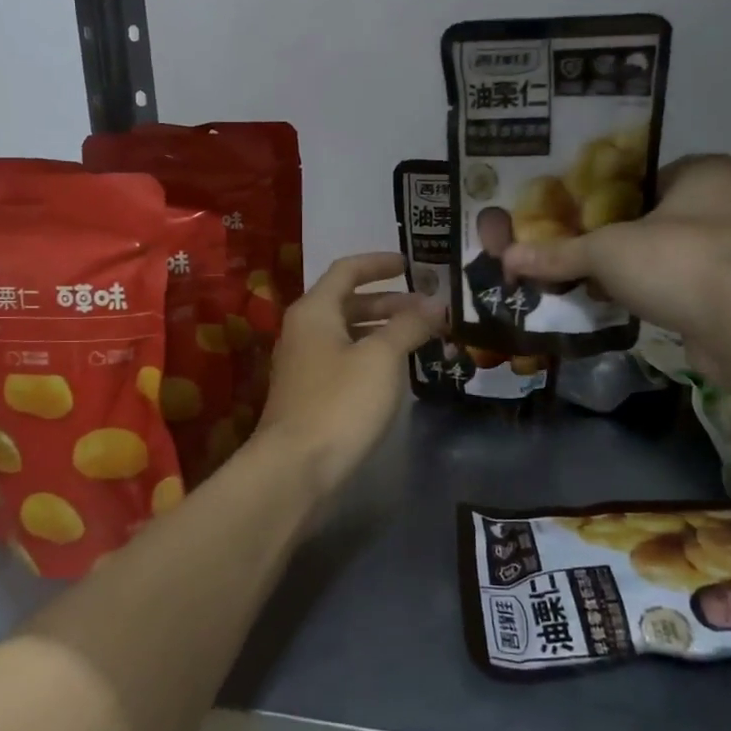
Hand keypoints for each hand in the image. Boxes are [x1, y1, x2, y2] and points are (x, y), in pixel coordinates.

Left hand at [254, 253, 443, 493]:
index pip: (347, 270)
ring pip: (348, 334)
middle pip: (348, 302)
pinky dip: (372, 356)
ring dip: (383, 330)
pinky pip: (345, 360)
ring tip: (422, 338)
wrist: (296, 468)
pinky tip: (397, 371)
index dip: (380, 263)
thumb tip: (434, 303)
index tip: (413, 265)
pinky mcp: (310, 394)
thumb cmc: (340, 402)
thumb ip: (408, 325)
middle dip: (390, 302)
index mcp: (314, 310)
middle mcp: (304, 330)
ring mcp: (304, 364)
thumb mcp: (381, 358)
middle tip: (428, 309)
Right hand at [504, 154, 730, 380]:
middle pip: (657, 216)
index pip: (647, 176)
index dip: (607, 195)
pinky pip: (682, 284)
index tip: (575, 216)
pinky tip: (621, 304)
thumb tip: (507, 258)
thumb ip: (559, 253)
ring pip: (670, 252)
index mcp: (708, 173)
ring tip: (591, 279)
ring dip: (637, 268)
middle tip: (578, 249)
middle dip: (619, 236)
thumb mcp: (605, 251)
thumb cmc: (676, 260)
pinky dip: (656, 293)